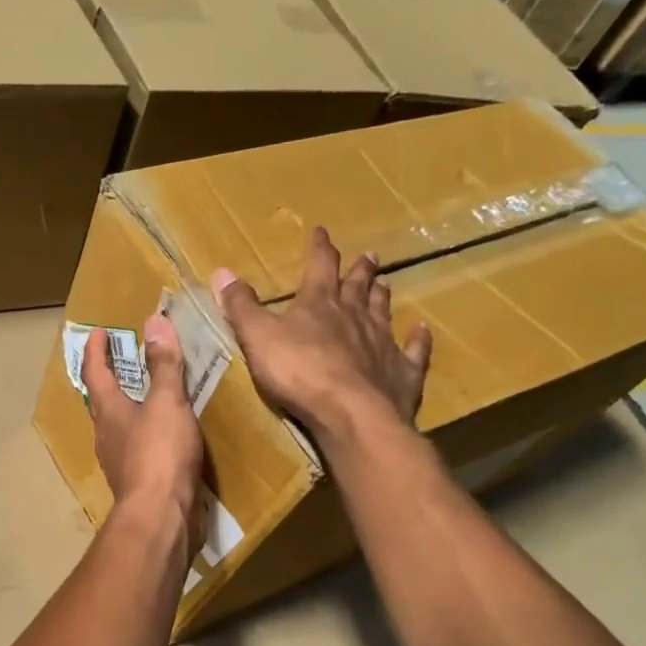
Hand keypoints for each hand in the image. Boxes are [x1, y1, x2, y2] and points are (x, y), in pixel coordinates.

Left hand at [84, 316, 202, 530]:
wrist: (160, 517)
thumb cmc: (160, 454)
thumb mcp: (166, 402)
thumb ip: (163, 364)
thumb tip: (154, 321)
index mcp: (108, 411)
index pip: (94, 372)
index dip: (95, 350)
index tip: (97, 331)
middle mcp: (107, 434)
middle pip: (102, 399)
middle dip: (109, 376)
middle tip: (122, 357)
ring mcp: (119, 460)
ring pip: (118, 424)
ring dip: (127, 404)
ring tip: (146, 391)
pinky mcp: (136, 480)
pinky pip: (137, 445)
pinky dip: (145, 430)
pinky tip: (163, 433)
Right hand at [211, 226, 431, 436]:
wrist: (351, 413)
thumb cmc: (298, 372)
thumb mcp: (257, 337)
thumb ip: (241, 306)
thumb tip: (222, 272)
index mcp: (319, 304)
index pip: (319, 266)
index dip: (319, 248)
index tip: (321, 232)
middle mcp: (355, 316)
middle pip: (358, 286)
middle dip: (359, 270)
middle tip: (369, 255)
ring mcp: (383, 343)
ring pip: (383, 311)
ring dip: (382, 296)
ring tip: (385, 283)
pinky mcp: (402, 372)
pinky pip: (413, 350)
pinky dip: (418, 339)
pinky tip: (422, 329)